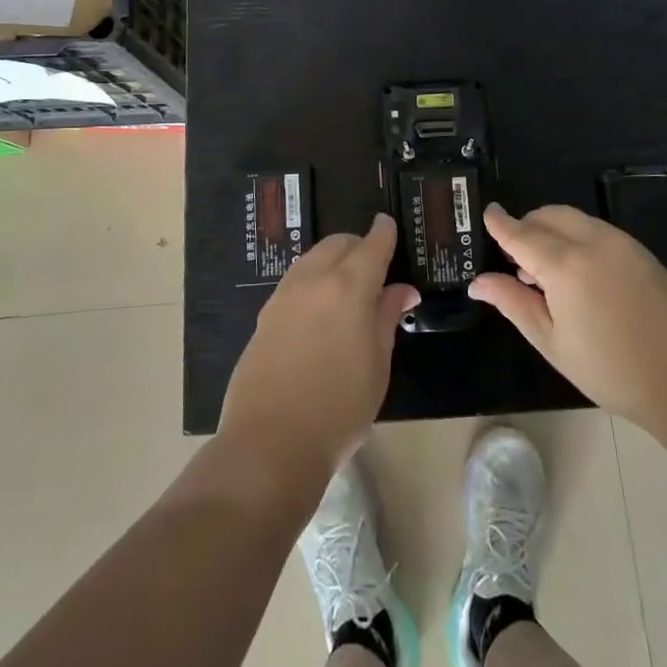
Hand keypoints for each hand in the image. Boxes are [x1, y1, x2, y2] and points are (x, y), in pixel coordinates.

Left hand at [220, 215, 418, 480]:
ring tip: (346, 287)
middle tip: (374, 266)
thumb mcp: (377, 364)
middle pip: (338, 244)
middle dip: (358, 246)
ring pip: (312, 258)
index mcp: (350, 287)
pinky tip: (318, 308)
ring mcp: (284, 295)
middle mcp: (314, 280)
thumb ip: (387, 317)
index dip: (384, 233)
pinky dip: (312, 280)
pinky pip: (294, 281)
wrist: (270, 442)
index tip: (389, 224)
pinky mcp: (265, 314)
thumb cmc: (339, 408)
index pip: (372, 245)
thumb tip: (402, 289)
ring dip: (332, 260)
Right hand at [472, 203, 666, 432]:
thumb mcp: (552, 342)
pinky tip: (580, 276)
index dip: (500, 223)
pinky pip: (598, 232)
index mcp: (564, 265)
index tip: (486, 213)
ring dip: (553, 232)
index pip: (521, 233)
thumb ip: (513, 303)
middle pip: (549, 216)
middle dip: (527, 226)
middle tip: (515, 260)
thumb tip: (478, 282)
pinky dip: (578, 239)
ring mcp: (622, 244)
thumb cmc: (612, 370)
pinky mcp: (643, 253)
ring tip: (546, 274)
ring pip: (575, 220)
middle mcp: (593, 242)